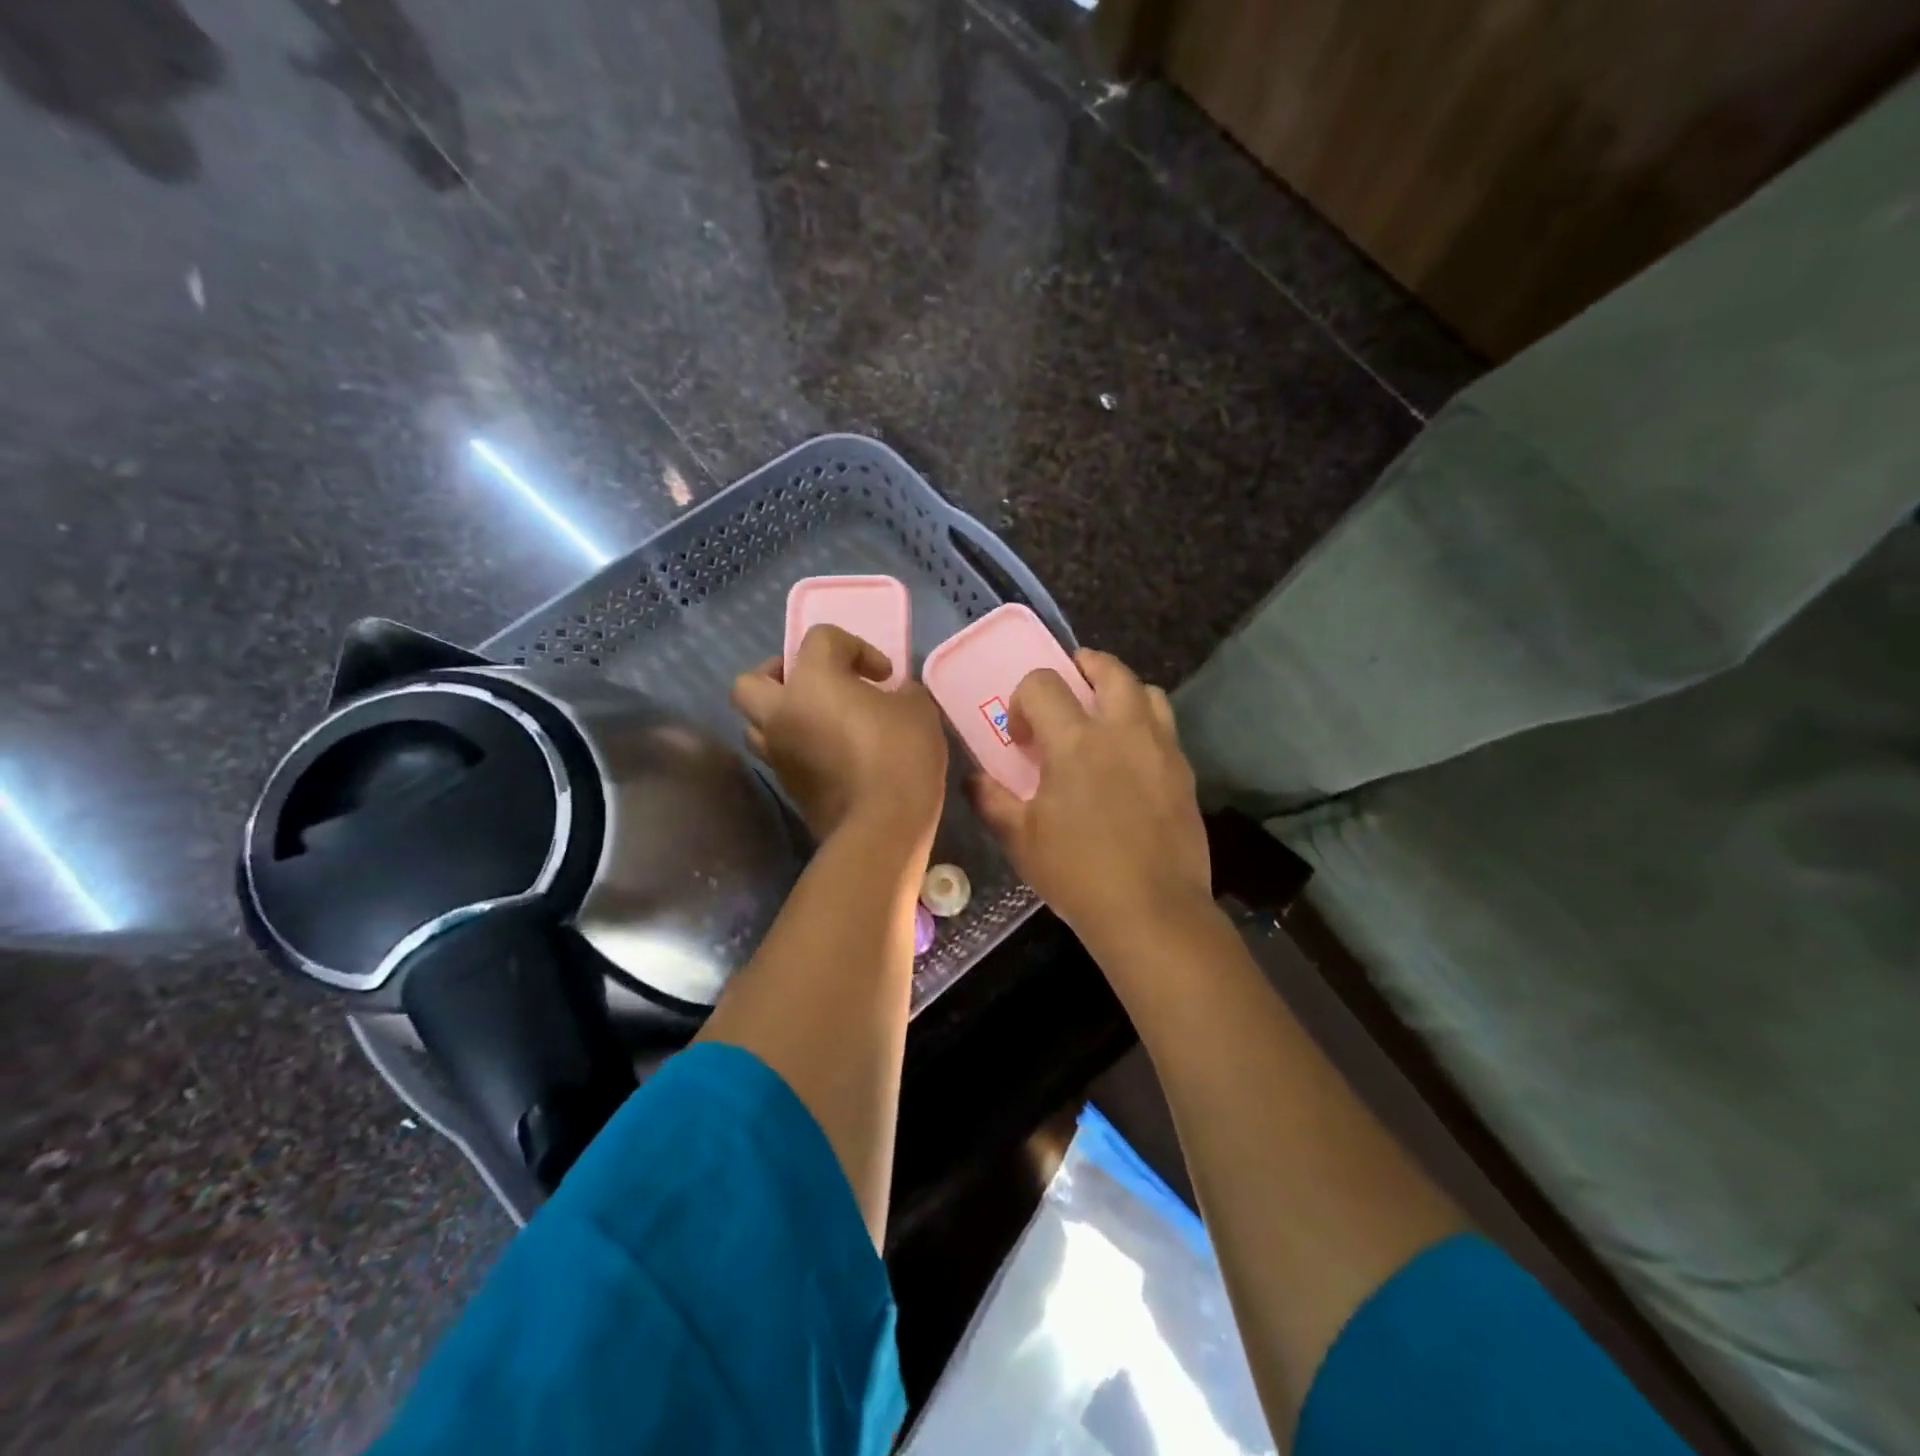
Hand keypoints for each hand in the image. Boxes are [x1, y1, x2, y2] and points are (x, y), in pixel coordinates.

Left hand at [731, 625, 947, 845]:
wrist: (881, 826)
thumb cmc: (900, 755)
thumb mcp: (918, 710)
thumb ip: (901, 692)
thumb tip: (893, 696)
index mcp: (812, 679)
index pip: (820, 638)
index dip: (856, 647)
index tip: (884, 676)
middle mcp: (781, 711)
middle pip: (752, 680)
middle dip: (779, 676)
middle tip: (816, 686)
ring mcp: (777, 752)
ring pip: (756, 722)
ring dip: (781, 715)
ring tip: (818, 722)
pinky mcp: (786, 786)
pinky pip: (779, 754)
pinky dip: (796, 747)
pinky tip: (829, 753)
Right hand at [968, 650, 1211, 952]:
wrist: (1152, 910)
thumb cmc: (1078, 873)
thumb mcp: (1021, 840)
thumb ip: (992, 801)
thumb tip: (973, 780)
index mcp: (1076, 742)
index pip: (1043, 683)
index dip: (1023, 699)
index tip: (1021, 736)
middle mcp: (1123, 731)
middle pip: (1110, 670)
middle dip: (1085, 666)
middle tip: (1071, 683)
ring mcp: (1161, 749)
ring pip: (1148, 692)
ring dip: (1123, 691)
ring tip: (1106, 715)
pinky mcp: (1185, 773)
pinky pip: (1166, 729)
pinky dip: (1145, 726)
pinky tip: (1130, 760)